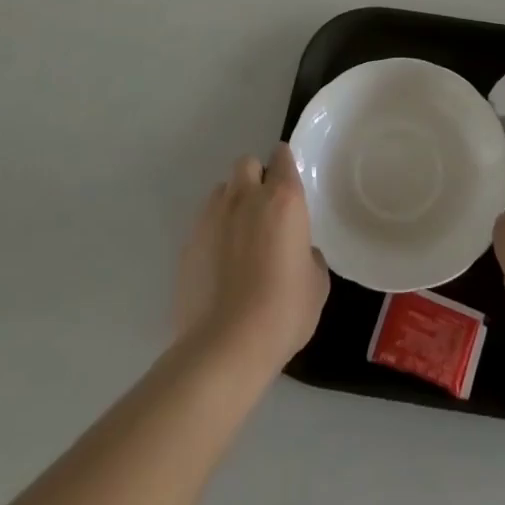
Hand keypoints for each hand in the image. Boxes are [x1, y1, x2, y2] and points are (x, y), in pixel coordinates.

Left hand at [174, 144, 329, 376]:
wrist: (225, 347)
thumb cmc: (282, 311)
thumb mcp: (316, 284)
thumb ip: (309, 255)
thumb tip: (299, 252)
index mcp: (283, 199)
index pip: (282, 157)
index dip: (285, 164)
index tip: (289, 182)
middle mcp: (246, 197)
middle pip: (247, 163)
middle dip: (255, 176)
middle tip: (264, 207)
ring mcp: (212, 218)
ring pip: (222, 190)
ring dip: (232, 202)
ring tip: (239, 235)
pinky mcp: (188, 243)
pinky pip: (204, 223)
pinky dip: (213, 233)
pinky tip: (220, 264)